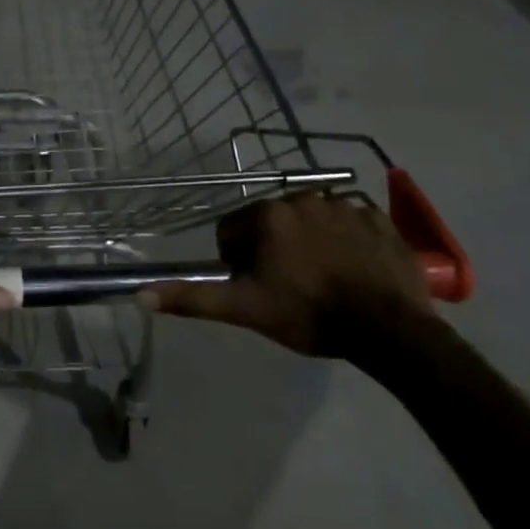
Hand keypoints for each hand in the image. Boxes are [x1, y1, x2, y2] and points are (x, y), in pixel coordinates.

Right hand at [140, 194, 430, 357]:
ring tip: (324, 278)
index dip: (237, 260)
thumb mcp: (245, 309)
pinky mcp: (379, 217)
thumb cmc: (309, 315)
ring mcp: (345, 204)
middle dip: (273, 248)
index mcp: (268, 215)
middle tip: (288, 285)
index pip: (232, 230)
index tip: (256, 286)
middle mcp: (303, 198)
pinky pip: (350, 221)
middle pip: (272, 222)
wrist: (389, 330)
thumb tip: (140, 295)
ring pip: (311, 220)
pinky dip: (346, 238)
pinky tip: (354, 268)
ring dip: (309, 241)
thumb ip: (192, 298)